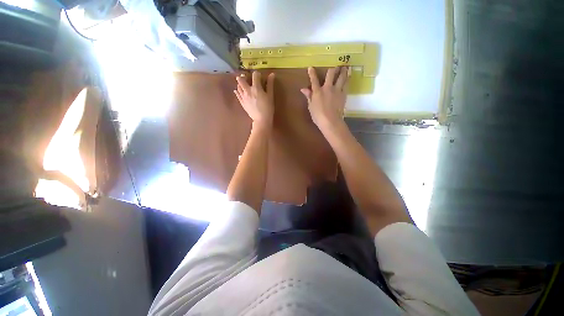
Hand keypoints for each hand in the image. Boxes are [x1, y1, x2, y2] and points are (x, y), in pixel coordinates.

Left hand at [235, 71, 274, 127]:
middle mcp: (247, 90)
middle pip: (241, 79)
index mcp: (256, 88)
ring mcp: (243, 97)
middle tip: (248, 78)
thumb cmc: (268, 108)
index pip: (255, 75)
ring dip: (241, 83)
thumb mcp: (270, 96)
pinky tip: (238, 90)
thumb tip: (272, 74)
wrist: (261, 120)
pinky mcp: (242, 102)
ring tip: (245, 85)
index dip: (257, 74)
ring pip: (238, 86)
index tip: (260, 76)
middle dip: (244, 76)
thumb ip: (270, 84)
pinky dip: (237, 91)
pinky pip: (237, 94)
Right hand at [301, 66, 348, 131]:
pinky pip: (346, 84)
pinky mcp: (343, 94)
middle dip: (333, 69)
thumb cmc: (318, 116)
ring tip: (346, 67)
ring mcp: (337, 90)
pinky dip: (348, 79)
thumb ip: (309, 96)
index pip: (314, 80)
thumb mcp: (311, 107)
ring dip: (343, 71)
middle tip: (336, 66)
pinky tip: (349, 77)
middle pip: (331, 74)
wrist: (330, 121)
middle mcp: (327, 88)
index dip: (312, 73)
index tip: (311, 68)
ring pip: (341, 77)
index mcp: (318, 91)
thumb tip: (303, 89)